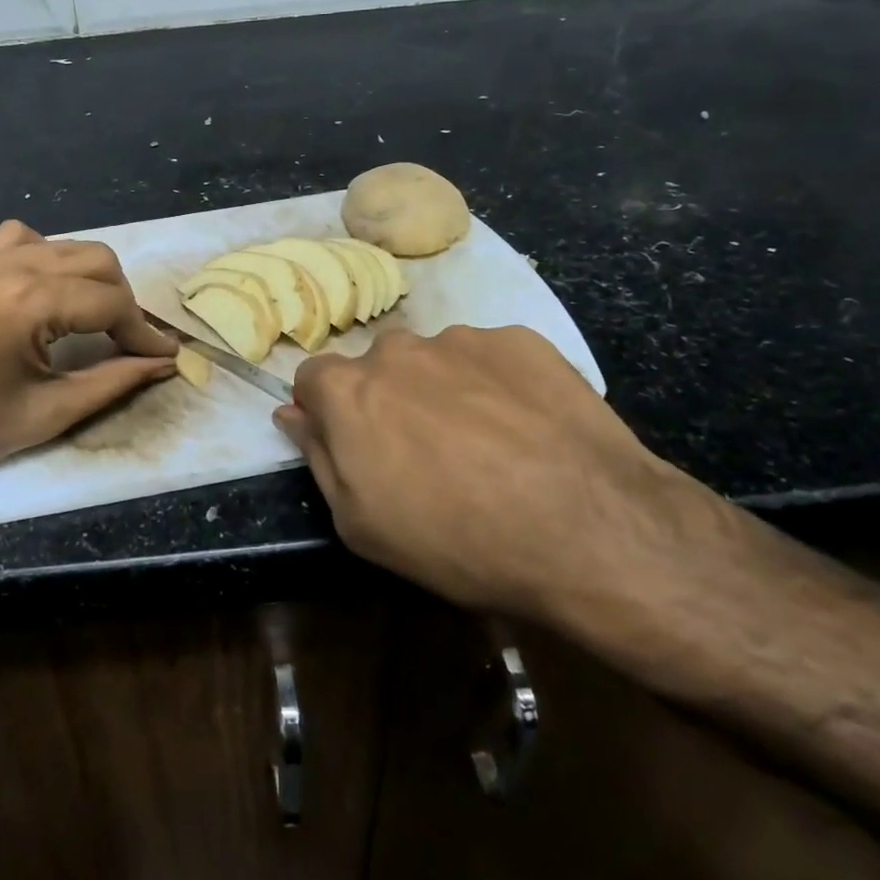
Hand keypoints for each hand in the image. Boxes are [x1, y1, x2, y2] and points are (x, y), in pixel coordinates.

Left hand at [0, 220, 177, 507]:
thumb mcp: (49, 412)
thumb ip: (115, 380)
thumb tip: (162, 362)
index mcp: (28, 303)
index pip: (110, 301)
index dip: (143, 330)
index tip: (162, 355)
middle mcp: (8, 266)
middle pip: (96, 260)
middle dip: (122, 300)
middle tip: (128, 342)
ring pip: (64, 245)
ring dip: (89, 277)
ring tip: (92, 318)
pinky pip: (21, 239)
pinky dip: (48, 257)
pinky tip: (45, 292)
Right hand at [275, 325, 699, 618]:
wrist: (587, 530)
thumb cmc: (456, 540)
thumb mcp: (361, 525)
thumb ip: (317, 457)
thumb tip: (291, 414)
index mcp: (349, 390)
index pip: (312, 378)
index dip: (328, 411)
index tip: (355, 444)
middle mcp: (397, 350)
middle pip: (377, 367)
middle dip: (389, 399)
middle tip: (427, 452)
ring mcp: (461, 338)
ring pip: (435, 360)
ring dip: (444, 390)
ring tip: (488, 444)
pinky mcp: (521, 340)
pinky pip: (491, 357)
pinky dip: (497, 384)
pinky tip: (528, 430)